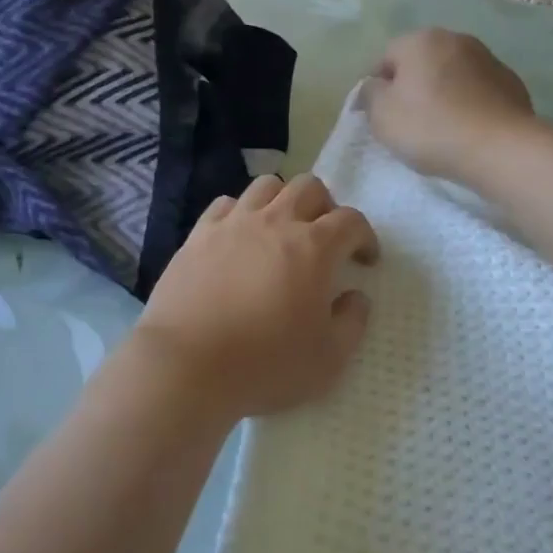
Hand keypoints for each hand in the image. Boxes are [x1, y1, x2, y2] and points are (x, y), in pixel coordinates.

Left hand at [130, 175, 378, 424]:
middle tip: (325, 239)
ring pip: (267, 186)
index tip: (365, 260)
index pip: (351, 221)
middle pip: (309, 187)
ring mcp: (233, 224)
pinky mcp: (199, 235)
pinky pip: (226, 204)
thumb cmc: (265, 364)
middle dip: (326, 207)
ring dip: (283, 201)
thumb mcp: (329, 359)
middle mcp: (275, 222)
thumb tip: (356, 296)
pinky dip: (241, 213)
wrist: (187, 365)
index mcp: (314, 247)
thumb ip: (352, 322)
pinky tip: (240, 237)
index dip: (365, 236)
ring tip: (281, 230)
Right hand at [358, 29, 536, 183]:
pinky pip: (478, 91)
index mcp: (421, 40)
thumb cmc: (431, 127)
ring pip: (452, 75)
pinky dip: (469, 104)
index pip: (386, 58)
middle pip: (422, 62)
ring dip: (443, 94)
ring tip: (441, 128)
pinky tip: (468, 130)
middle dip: (413, 87)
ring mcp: (488, 59)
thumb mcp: (382, 115)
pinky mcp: (511, 83)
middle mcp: (456, 39)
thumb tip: (374, 86)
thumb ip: (370, 94)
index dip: (378, 87)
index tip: (380, 116)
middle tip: (408, 123)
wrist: (500, 148)